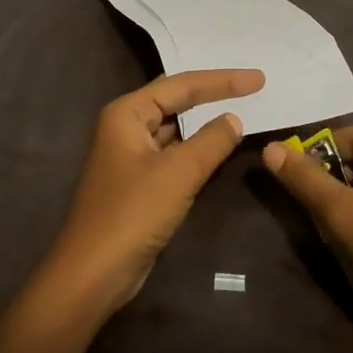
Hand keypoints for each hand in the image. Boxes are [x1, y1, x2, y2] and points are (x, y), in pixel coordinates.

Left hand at [41, 69, 263, 316]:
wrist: (93, 273)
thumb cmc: (133, 214)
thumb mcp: (178, 173)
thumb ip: (211, 141)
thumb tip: (234, 119)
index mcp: (127, 114)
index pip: (181, 85)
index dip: (222, 80)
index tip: (258, 79)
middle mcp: (125, 127)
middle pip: (175, 101)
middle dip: (212, 94)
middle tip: (252, 88)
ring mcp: (131, 156)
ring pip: (175, 129)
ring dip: (205, 123)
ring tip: (242, 112)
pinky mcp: (139, 182)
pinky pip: (173, 154)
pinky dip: (197, 149)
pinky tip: (219, 149)